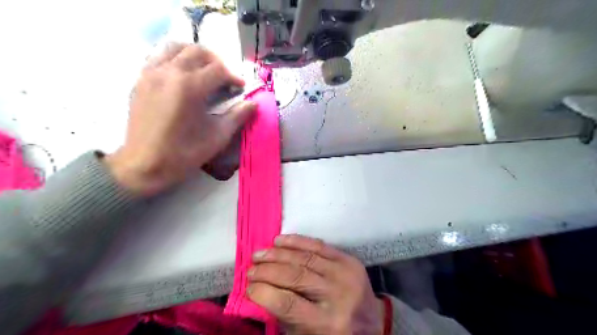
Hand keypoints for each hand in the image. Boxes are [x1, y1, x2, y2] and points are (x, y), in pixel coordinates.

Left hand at [106, 42, 255, 193]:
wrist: (143, 165)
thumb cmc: (183, 154)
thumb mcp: (217, 137)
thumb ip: (237, 117)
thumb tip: (253, 104)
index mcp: (190, 87)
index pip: (218, 69)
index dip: (234, 77)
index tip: (240, 88)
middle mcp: (169, 72)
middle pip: (197, 51)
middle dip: (217, 62)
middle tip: (225, 78)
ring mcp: (150, 73)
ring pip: (175, 47)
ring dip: (195, 55)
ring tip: (204, 71)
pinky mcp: (139, 80)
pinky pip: (159, 57)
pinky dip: (175, 59)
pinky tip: (182, 77)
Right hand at [246, 236, 382, 334]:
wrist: (374, 322)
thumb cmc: (337, 334)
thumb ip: (286, 316)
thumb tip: (260, 291)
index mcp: (327, 323)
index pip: (288, 303)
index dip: (264, 293)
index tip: (249, 287)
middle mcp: (337, 295)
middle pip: (296, 276)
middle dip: (268, 270)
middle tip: (251, 269)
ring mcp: (344, 274)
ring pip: (305, 258)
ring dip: (278, 254)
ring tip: (259, 254)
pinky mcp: (348, 260)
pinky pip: (319, 245)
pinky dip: (297, 241)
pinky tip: (280, 240)